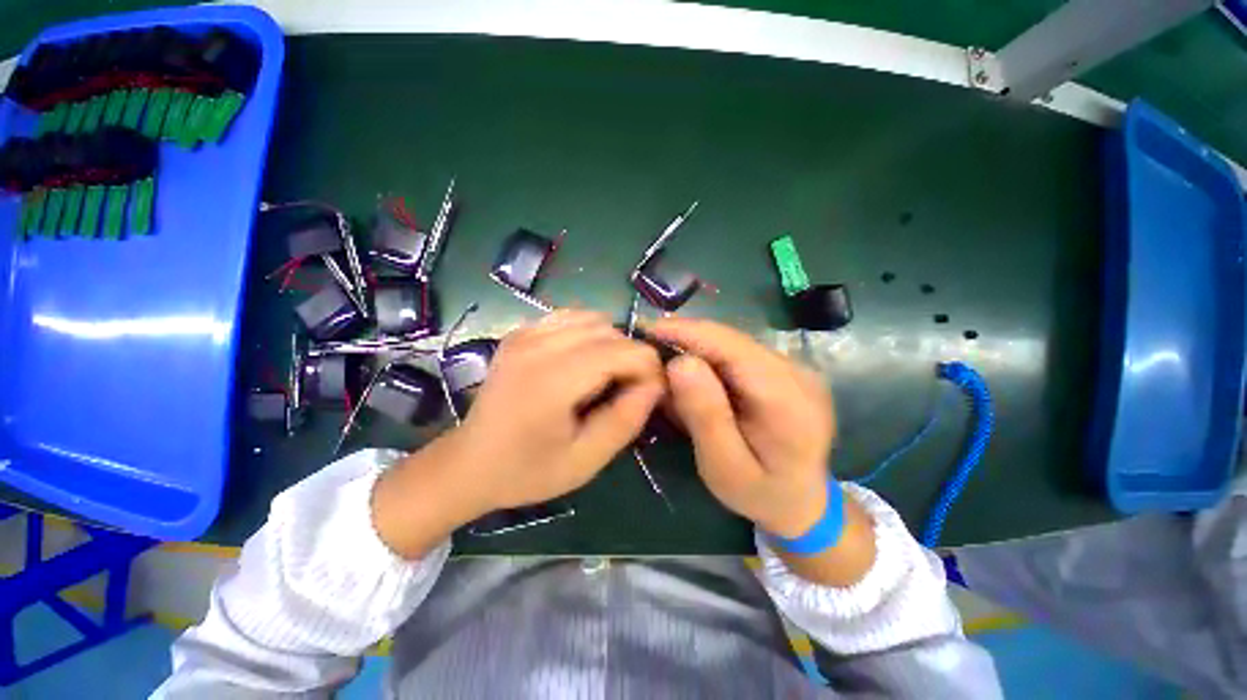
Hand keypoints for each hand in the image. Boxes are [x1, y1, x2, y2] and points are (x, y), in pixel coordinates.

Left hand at [457, 310, 664, 507]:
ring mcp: (526, 333)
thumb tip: (655, 383)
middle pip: (611, 331)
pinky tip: (582, 360)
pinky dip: (587, 333)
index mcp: (554, 379)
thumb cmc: (528, 470)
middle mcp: (539, 345)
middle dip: (631, 356)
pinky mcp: (520, 332)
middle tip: (627, 389)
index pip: (624, 350)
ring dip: (611, 343)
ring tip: (605, 374)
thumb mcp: (587, 459)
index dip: (649, 368)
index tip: (650, 393)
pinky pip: (569, 317)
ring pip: (593, 318)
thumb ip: (626, 419)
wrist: (470, 463)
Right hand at [649, 318, 833, 537]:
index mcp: (787, 399)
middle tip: (648, 350)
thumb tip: (679, 363)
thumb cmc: (760, 492)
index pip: (731, 347)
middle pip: (731, 340)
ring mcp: (794, 368)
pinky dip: (710, 358)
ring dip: (696, 347)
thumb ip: (705, 415)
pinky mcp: (785, 369)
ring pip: (733, 343)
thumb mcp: (723, 467)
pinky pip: (739, 353)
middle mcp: (797, 372)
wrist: (804, 501)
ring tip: (666, 362)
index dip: (686, 332)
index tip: (646, 329)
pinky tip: (694, 374)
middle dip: (685, 338)